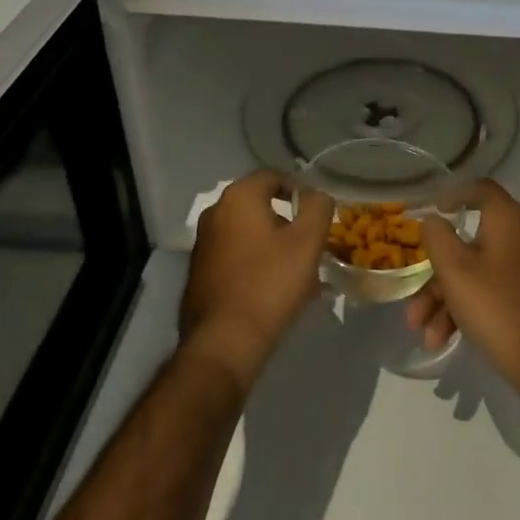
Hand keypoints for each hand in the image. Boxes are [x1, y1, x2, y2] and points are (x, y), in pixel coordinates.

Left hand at [180, 169, 332, 393]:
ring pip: (250, 233)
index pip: (273, 176)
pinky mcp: (200, 272)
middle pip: (261, 206)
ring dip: (275, 245)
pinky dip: (257, 263)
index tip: (318, 213)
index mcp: (238, 198)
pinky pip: (237, 256)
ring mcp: (204, 244)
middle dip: (289, 222)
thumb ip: (317, 208)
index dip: (300, 189)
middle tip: (312, 245)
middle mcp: (215, 213)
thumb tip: (317, 195)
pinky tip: (275, 289)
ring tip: (300, 273)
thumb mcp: (307, 242)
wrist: (223, 342)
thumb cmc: (269, 284)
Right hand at [406, 180, 519, 408]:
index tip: (430, 209)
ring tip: (423, 333)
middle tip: (414, 297)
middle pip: (469, 242)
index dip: (453, 193)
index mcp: (507, 220)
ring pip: (475, 274)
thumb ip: (437, 237)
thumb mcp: (454, 269)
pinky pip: (489, 294)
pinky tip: (443, 340)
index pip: (480, 189)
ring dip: (444, 300)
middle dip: (436, 273)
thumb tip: (432, 219)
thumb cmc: (497, 306)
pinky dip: (466, 311)